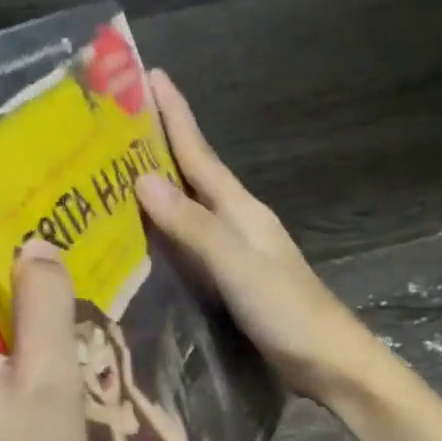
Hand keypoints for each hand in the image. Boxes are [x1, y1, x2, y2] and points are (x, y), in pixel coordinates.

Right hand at [135, 70, 384, 410]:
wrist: (330, 364)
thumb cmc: (288, 312)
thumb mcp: (240, 267)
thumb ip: (194, 227)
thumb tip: (143, 180)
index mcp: (240, 209)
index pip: (199, 154)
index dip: (174, 115)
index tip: (150, 76)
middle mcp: (233, 221)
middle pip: (189, 174)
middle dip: (157, 143)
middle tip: (112, 122)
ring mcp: (231, 251)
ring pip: (184, 207)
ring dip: (154, 185)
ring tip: (111, 171)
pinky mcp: (225, 279)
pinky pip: (183, 242)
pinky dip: (159, 229)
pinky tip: (137, 236)